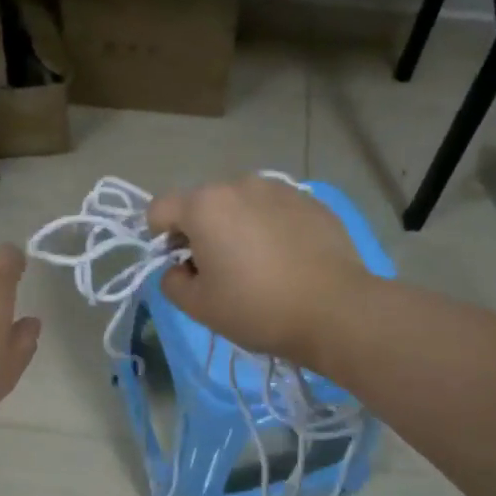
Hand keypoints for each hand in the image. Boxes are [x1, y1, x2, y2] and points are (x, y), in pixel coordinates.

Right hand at [146, 177, 370, 363]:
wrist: (335, 310)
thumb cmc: (257, 308)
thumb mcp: (199, 307)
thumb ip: (172, 282)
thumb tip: (178, 269)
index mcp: (205, 206)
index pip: (160, 209)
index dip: (161, 239)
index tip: (182, 267)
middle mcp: (240, 184)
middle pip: (203, 204)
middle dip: (201, 232)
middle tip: (220, 272)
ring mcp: (280, 189)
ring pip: (241, 205)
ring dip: (237, 227)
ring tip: (258, 265)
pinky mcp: (311, 201)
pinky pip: (274, 210)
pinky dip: (270, 228)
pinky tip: (287, 260)